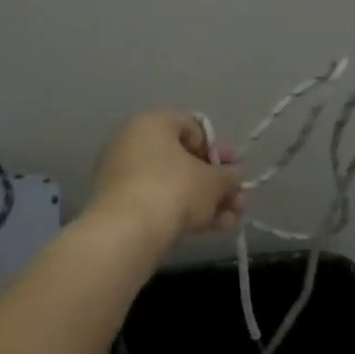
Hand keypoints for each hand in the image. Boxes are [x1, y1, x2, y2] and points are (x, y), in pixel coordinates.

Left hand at [89, 109, 243, 242]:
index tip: (232, 171)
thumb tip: (232, 177)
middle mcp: (132, 141)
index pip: (193, 127)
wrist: (127, 231)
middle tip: (236, 201)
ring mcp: (122, 173)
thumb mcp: (213, 182)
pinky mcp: (118, 203)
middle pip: (183, 159)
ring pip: (172, 184)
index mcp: (152, 122)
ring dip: (204, 200)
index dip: (217, 149)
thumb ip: (229, 176)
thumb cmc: (174, 189)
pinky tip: (208, 229)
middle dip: (214, 182)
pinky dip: (181, 211)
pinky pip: (156, 200)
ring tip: (229, 221)